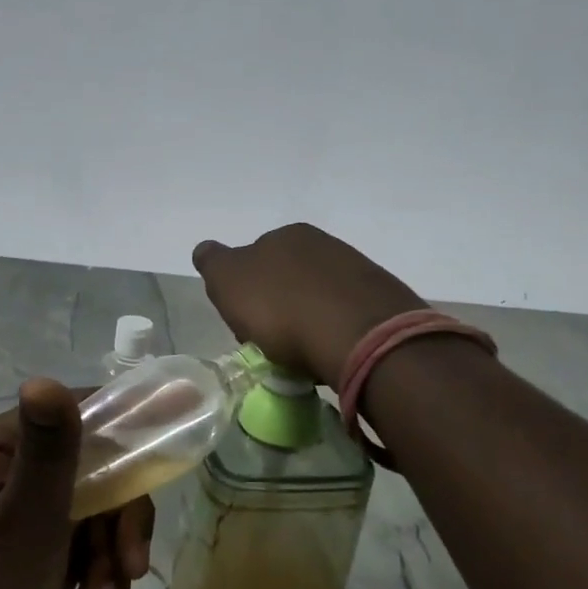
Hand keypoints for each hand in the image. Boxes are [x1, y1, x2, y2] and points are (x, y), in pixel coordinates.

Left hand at [0, 380, 151, 588]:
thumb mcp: (27, 521)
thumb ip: (49, 448)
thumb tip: (45, 378)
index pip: (78, 414)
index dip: (125, 436)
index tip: (161, 466)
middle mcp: (6, 472)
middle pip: (96, 472)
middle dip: (118, 527)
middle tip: (130, 570)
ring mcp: (19, 515)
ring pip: (97, 518)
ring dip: (108, 568)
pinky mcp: (30, 556)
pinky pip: (83, 553)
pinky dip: (94, 588)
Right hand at [193, 223, 427, 386]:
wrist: (358, 335)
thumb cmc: (282, 308)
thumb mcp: (229, 281)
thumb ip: (214, 262)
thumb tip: (207, 250)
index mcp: (285, 235)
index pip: (254, 259)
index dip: (245, 292)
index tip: (245, 324)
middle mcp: (323, 244)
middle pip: (288, 277)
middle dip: (278, 305)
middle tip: (273, 341)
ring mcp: (356, 270)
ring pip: (318, 296)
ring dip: (307, 319)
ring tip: (303, 354)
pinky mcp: (380, 301)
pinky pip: (344, 316)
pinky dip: (333, 331)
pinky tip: (330, 352)